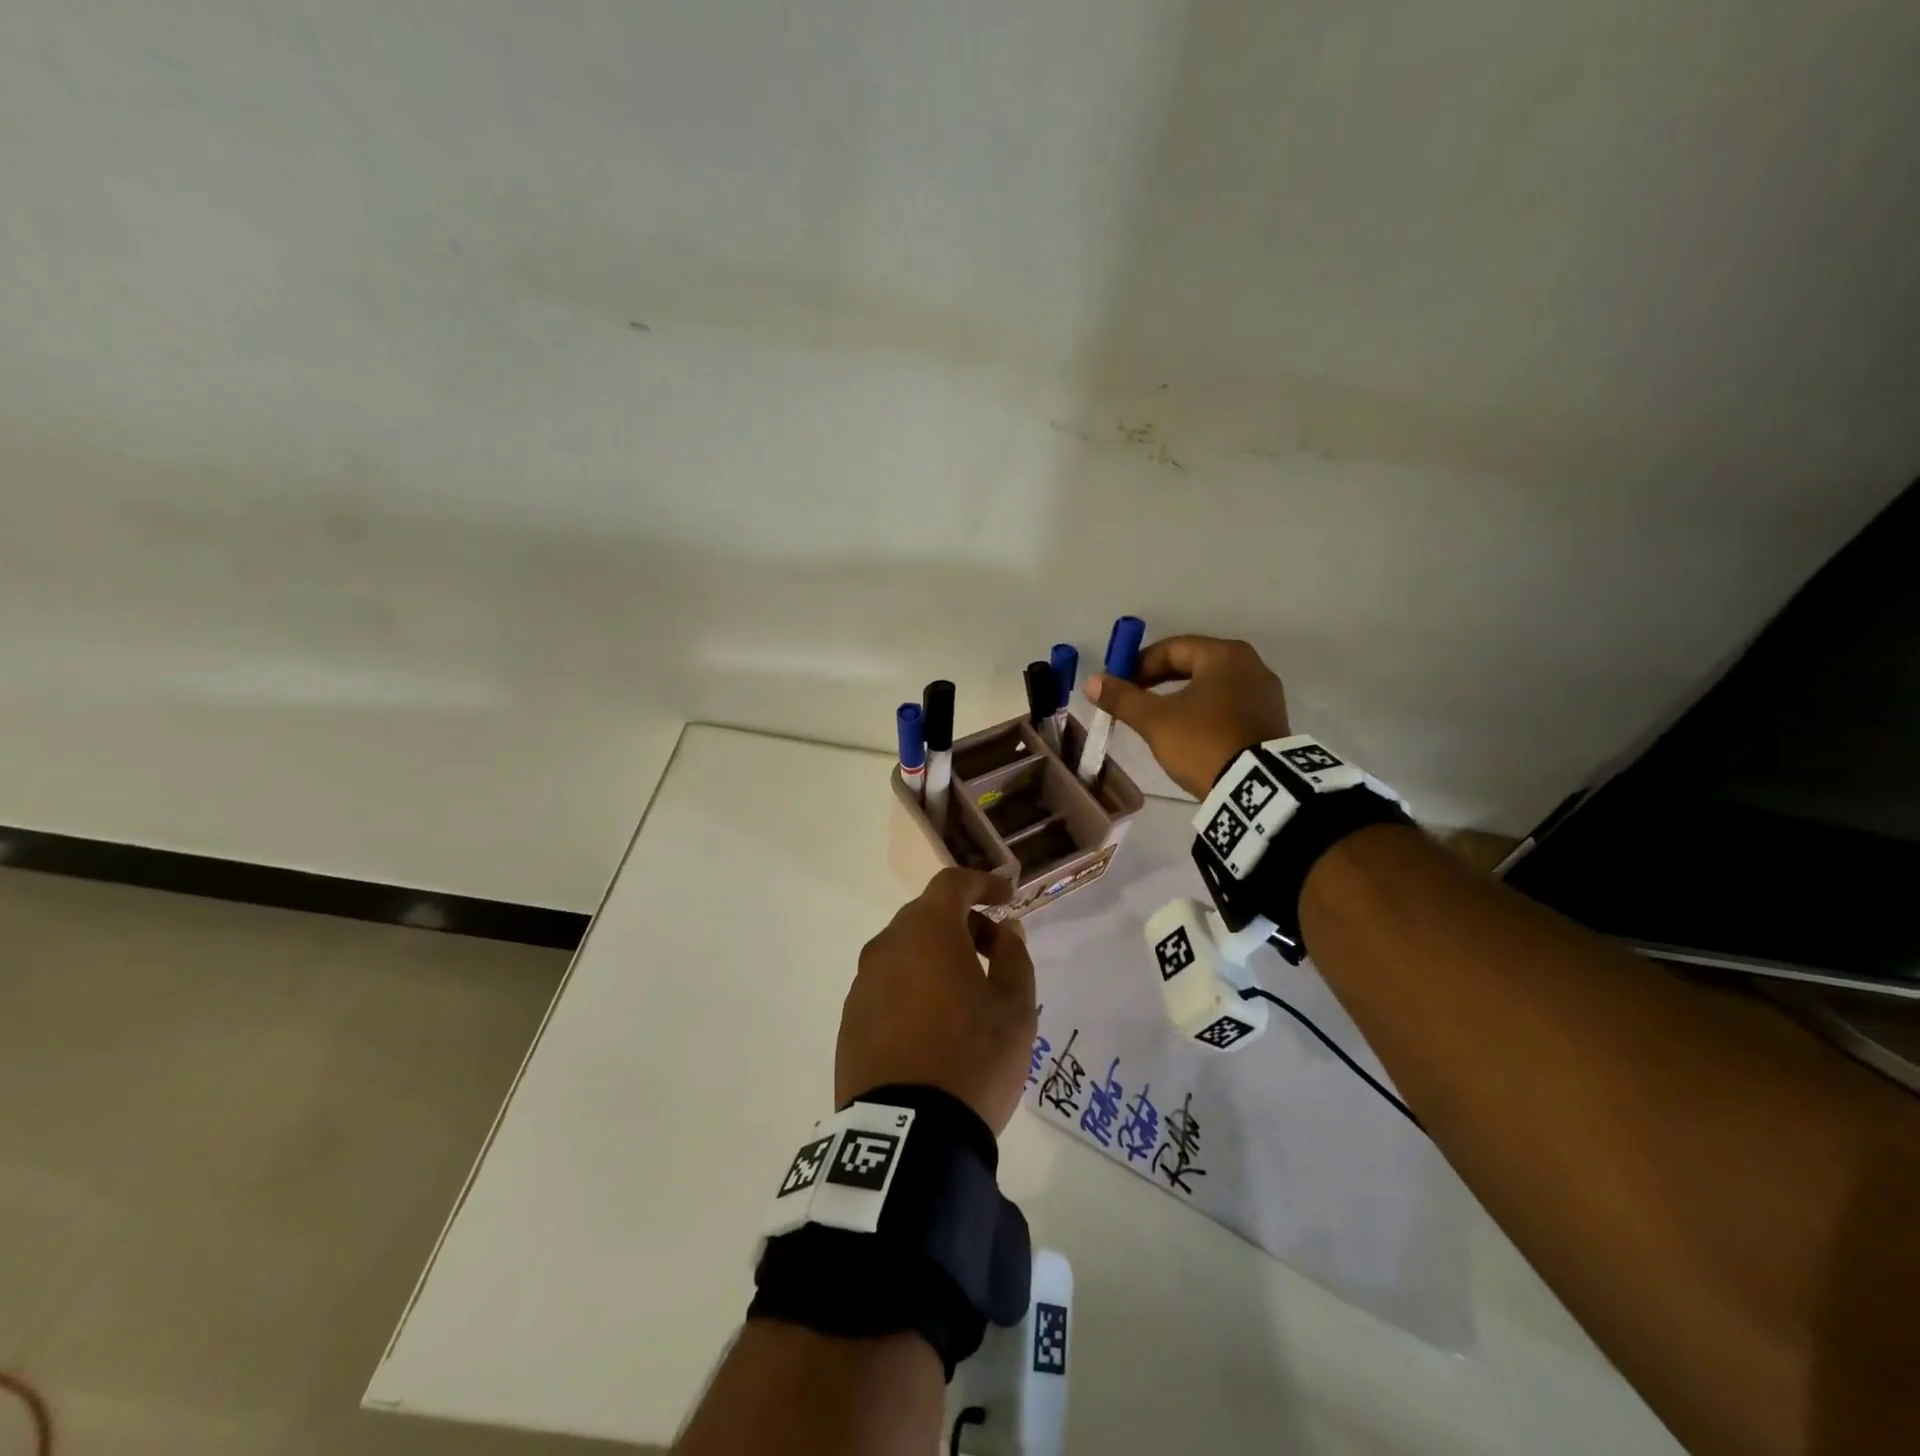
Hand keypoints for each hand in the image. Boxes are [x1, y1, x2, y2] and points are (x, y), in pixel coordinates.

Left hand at [837, 868, 1037, 1134]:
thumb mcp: (1015, 1007)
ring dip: (936, 955)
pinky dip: (913, 985)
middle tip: (994, 951)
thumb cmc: (973, 1059)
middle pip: (926, 915)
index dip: (982, 883)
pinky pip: (887, 984)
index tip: (1006, 896)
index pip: (952, 884)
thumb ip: (1013, 956)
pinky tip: (933, 1022)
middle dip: (963, 923)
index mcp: (927, 932)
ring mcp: (862, 983)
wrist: (907, 1136)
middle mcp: (887, 946)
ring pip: (904, 950)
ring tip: (965, 993)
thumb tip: (1004, 929)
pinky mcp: (850, 1020)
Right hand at [1086, 635, 1290, 797]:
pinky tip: (1189, 731)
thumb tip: (1091, 681)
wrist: (1257, 788)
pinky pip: (1229, 704)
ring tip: (1158, 717)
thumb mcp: (1155, 721)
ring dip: (1181, 695)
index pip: (1172, 648)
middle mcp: (1251, 665)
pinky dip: (1204, 710)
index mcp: (1224, 655)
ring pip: (1211, 685)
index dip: (1139, 664)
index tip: (1118, 685)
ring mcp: (1266, 694)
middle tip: (1134, 698)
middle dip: (1159, 679)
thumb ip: (1122, 698)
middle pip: (1193, 663)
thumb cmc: (1203, 742)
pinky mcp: (1271, 721)